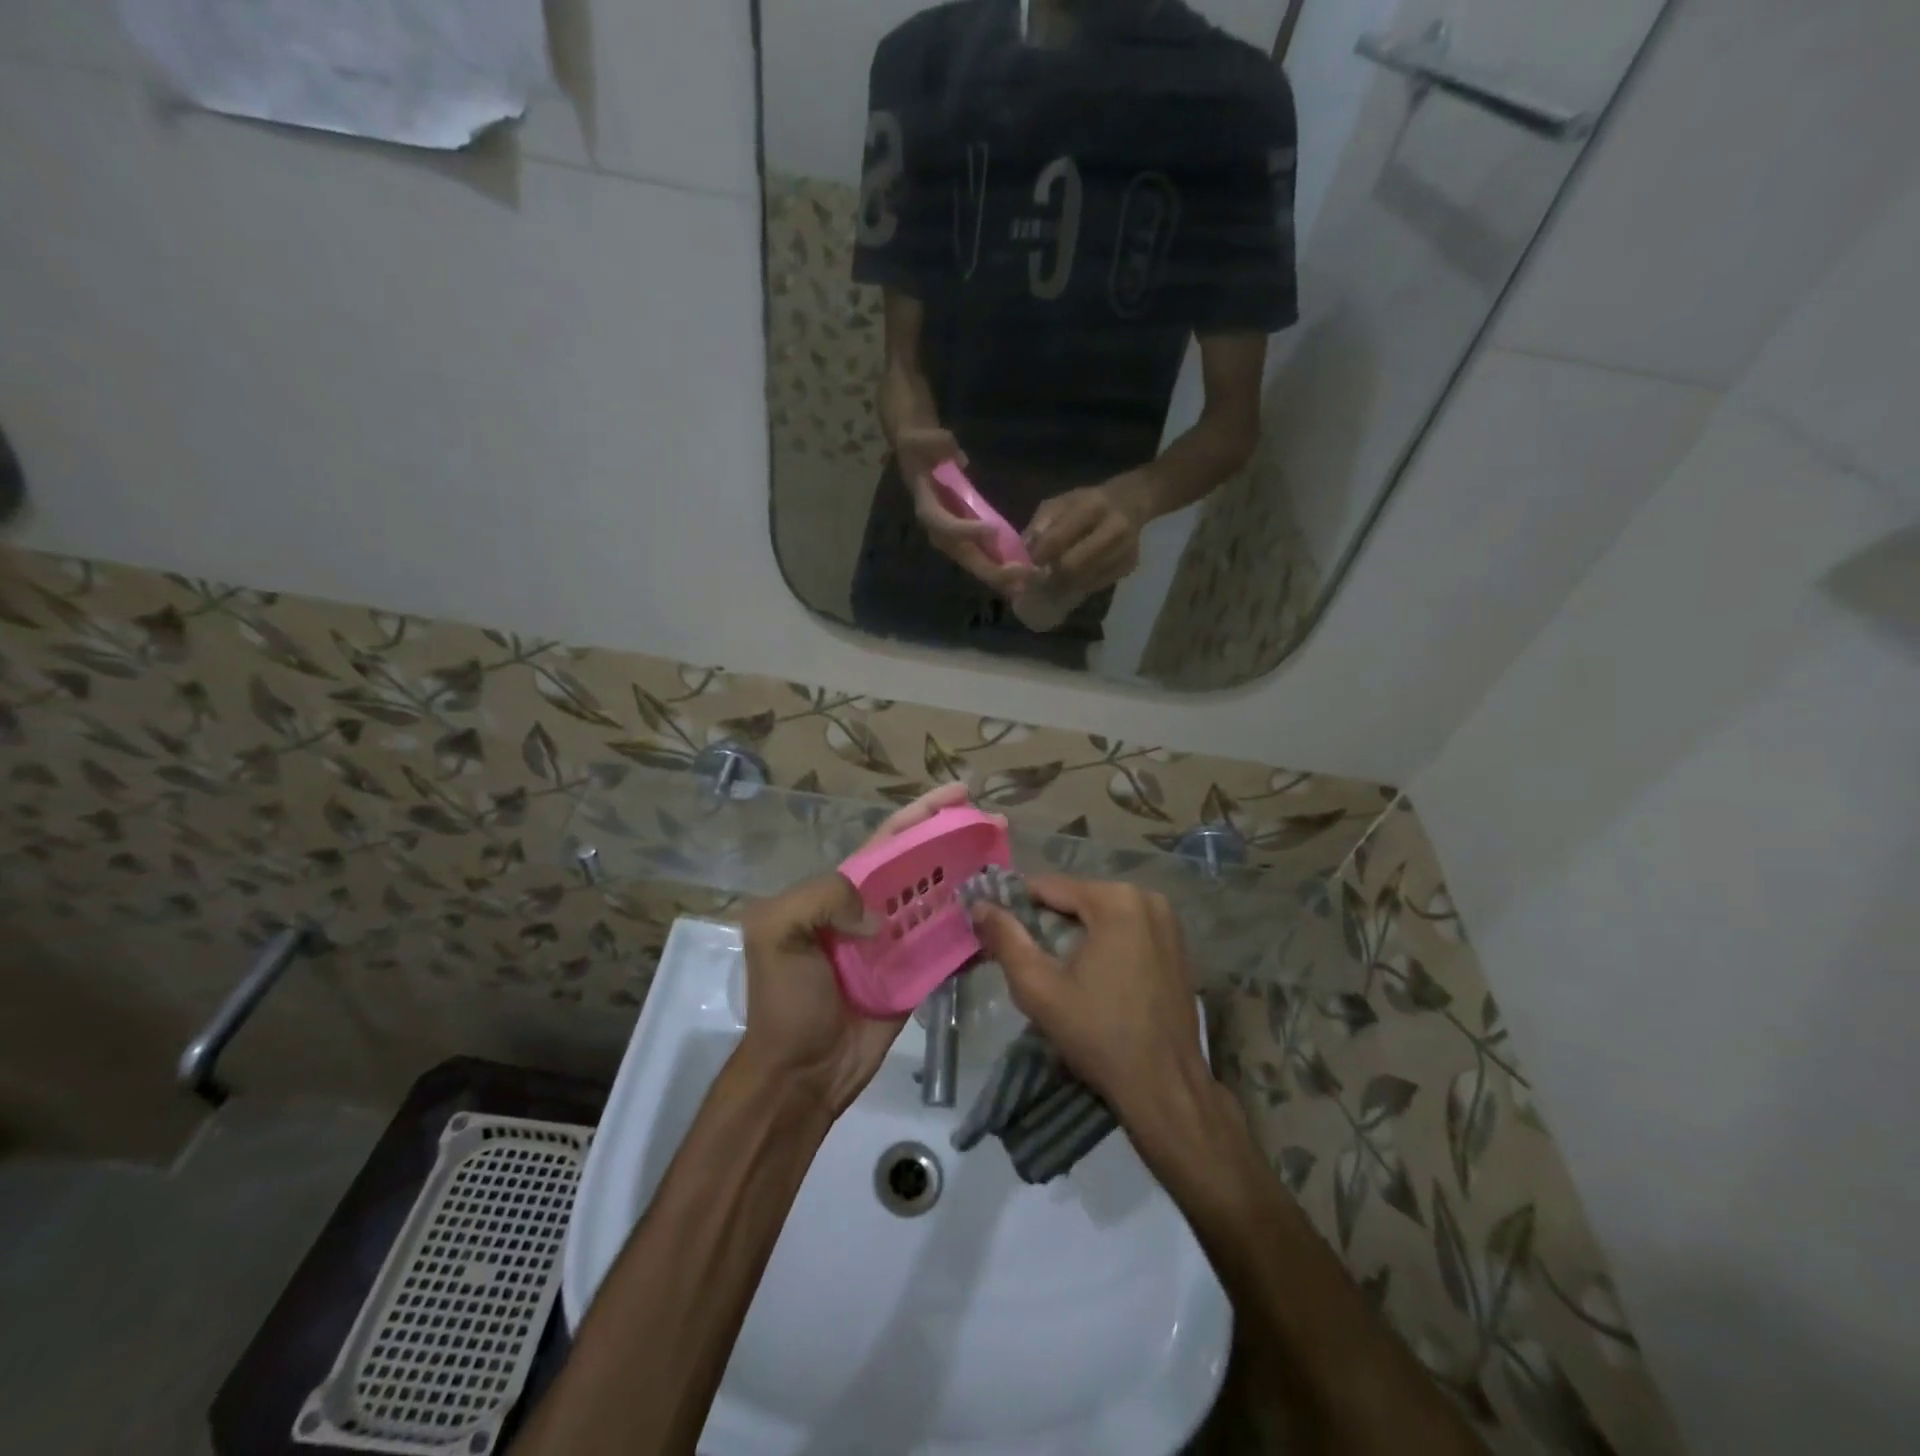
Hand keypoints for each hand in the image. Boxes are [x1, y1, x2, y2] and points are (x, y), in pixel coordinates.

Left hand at [738, 781, 975, 1113]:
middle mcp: (875, 907)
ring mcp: (900, 942)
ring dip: (973, 878)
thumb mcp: (777, 931)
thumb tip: (880, 915)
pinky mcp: (920, 975)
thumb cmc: (787, 1000)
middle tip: (997, 824)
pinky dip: (976, 930)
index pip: (890, 839)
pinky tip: (1001, 918)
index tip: (960, 793)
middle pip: (924, 862)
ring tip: (1008, 862)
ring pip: (943, 898)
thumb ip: (822, 897)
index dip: (923, 813)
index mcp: (843, 889)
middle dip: (957, 838)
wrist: (801, 1072)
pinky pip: (952, 945)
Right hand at [895, 425, 1033, 597]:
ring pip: (973, 561)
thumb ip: (937, 444)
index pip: (943, 523)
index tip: (990, 529)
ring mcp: (952, 536)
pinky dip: (999, 567)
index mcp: (926, 506)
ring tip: (1023, 584)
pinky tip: (1020, 576)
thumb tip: (959, 458)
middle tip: (1017, 575)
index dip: (963, 529)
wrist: (919, 456)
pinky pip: (981, 555)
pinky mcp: (964, 537)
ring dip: (998, 575)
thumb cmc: (922, 447)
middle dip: (989, 568)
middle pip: (963, 553)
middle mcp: (938, 529)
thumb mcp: (925, 439)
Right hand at [970, 876, 1217, 1129]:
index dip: (1016, 904)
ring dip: (1074, 932)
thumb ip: (1005, 939)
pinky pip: (1126, 929)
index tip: (993, 925)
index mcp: (1115, 899)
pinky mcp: (1177, 945)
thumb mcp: (1039, 988)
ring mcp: (1167, 921)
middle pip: (1077, 899)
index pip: (1049, 886)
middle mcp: (1146, 898)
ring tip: (1052, 967)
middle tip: (1022, 954)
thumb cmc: (1099, 1034)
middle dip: (1047, 921)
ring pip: (1101, 914)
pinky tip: (1090, 975)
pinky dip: (1103, 942)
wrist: (1165, 1087)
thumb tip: (979, 905)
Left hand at [1024, 474, 1156, 592]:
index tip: (1029, 563)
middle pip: (1072, 567)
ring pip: (1083, 581)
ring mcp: (1125, 550)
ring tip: (1055, 577)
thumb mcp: (1060, 503)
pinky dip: (1080, 584)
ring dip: (1064, 583)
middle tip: (1041, 576)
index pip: (1057, 540)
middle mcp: (1114, 529)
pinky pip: (1095, 585)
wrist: (1131, 503)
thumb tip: (1024, 552)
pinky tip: (1075, 577)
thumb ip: (1040, 525)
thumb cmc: (1087, 502)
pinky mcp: (1129, 567)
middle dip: (1051, 575)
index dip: (1038, 556)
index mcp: (1093, 507)